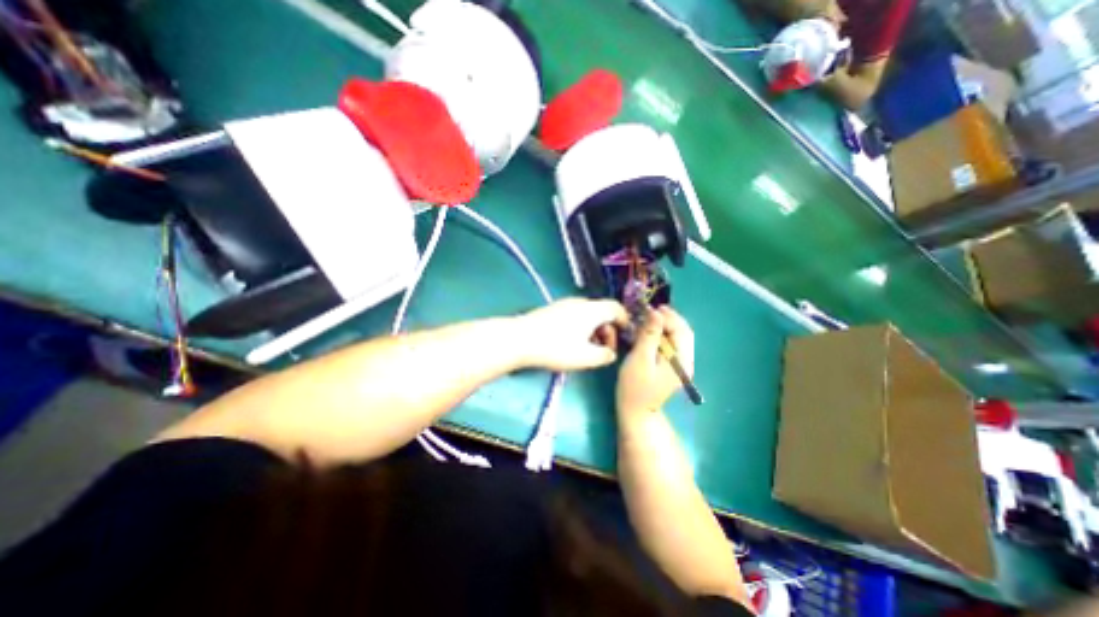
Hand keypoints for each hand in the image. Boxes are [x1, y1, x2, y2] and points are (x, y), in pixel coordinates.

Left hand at [516, 299, 625, 370]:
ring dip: (594, 330)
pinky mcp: (553, 310)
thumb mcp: (586, 358)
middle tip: (604, 350)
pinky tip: (572, 343)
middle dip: (607, 331)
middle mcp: (580, 302)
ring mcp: (564, 304)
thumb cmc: (557, 348)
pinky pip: (575, 316)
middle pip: (602, 312)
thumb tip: (610, 353)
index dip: (625, 320)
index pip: (616, 308)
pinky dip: (581, 328)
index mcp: (593, 310)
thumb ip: (604, 356)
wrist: (521, 339)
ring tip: (588, 349)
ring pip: (588, 315)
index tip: (625, 336)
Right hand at [616, 306, 693, 416]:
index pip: (681, 330)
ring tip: (650, 318)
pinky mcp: (673, 368)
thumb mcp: (640, 359)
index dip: (667, 316)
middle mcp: (687, 362)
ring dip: (667, 325)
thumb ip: (649, 335)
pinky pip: (673, 345)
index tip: (650, 307)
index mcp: (682, 361)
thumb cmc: (635, 387)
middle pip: (684, 333)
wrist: (636, 413)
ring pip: (679, 338)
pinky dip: (664, 335)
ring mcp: (681, 366)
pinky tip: (652, 332)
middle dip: (669, 318)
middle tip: (651, 310)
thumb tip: (655, 312)